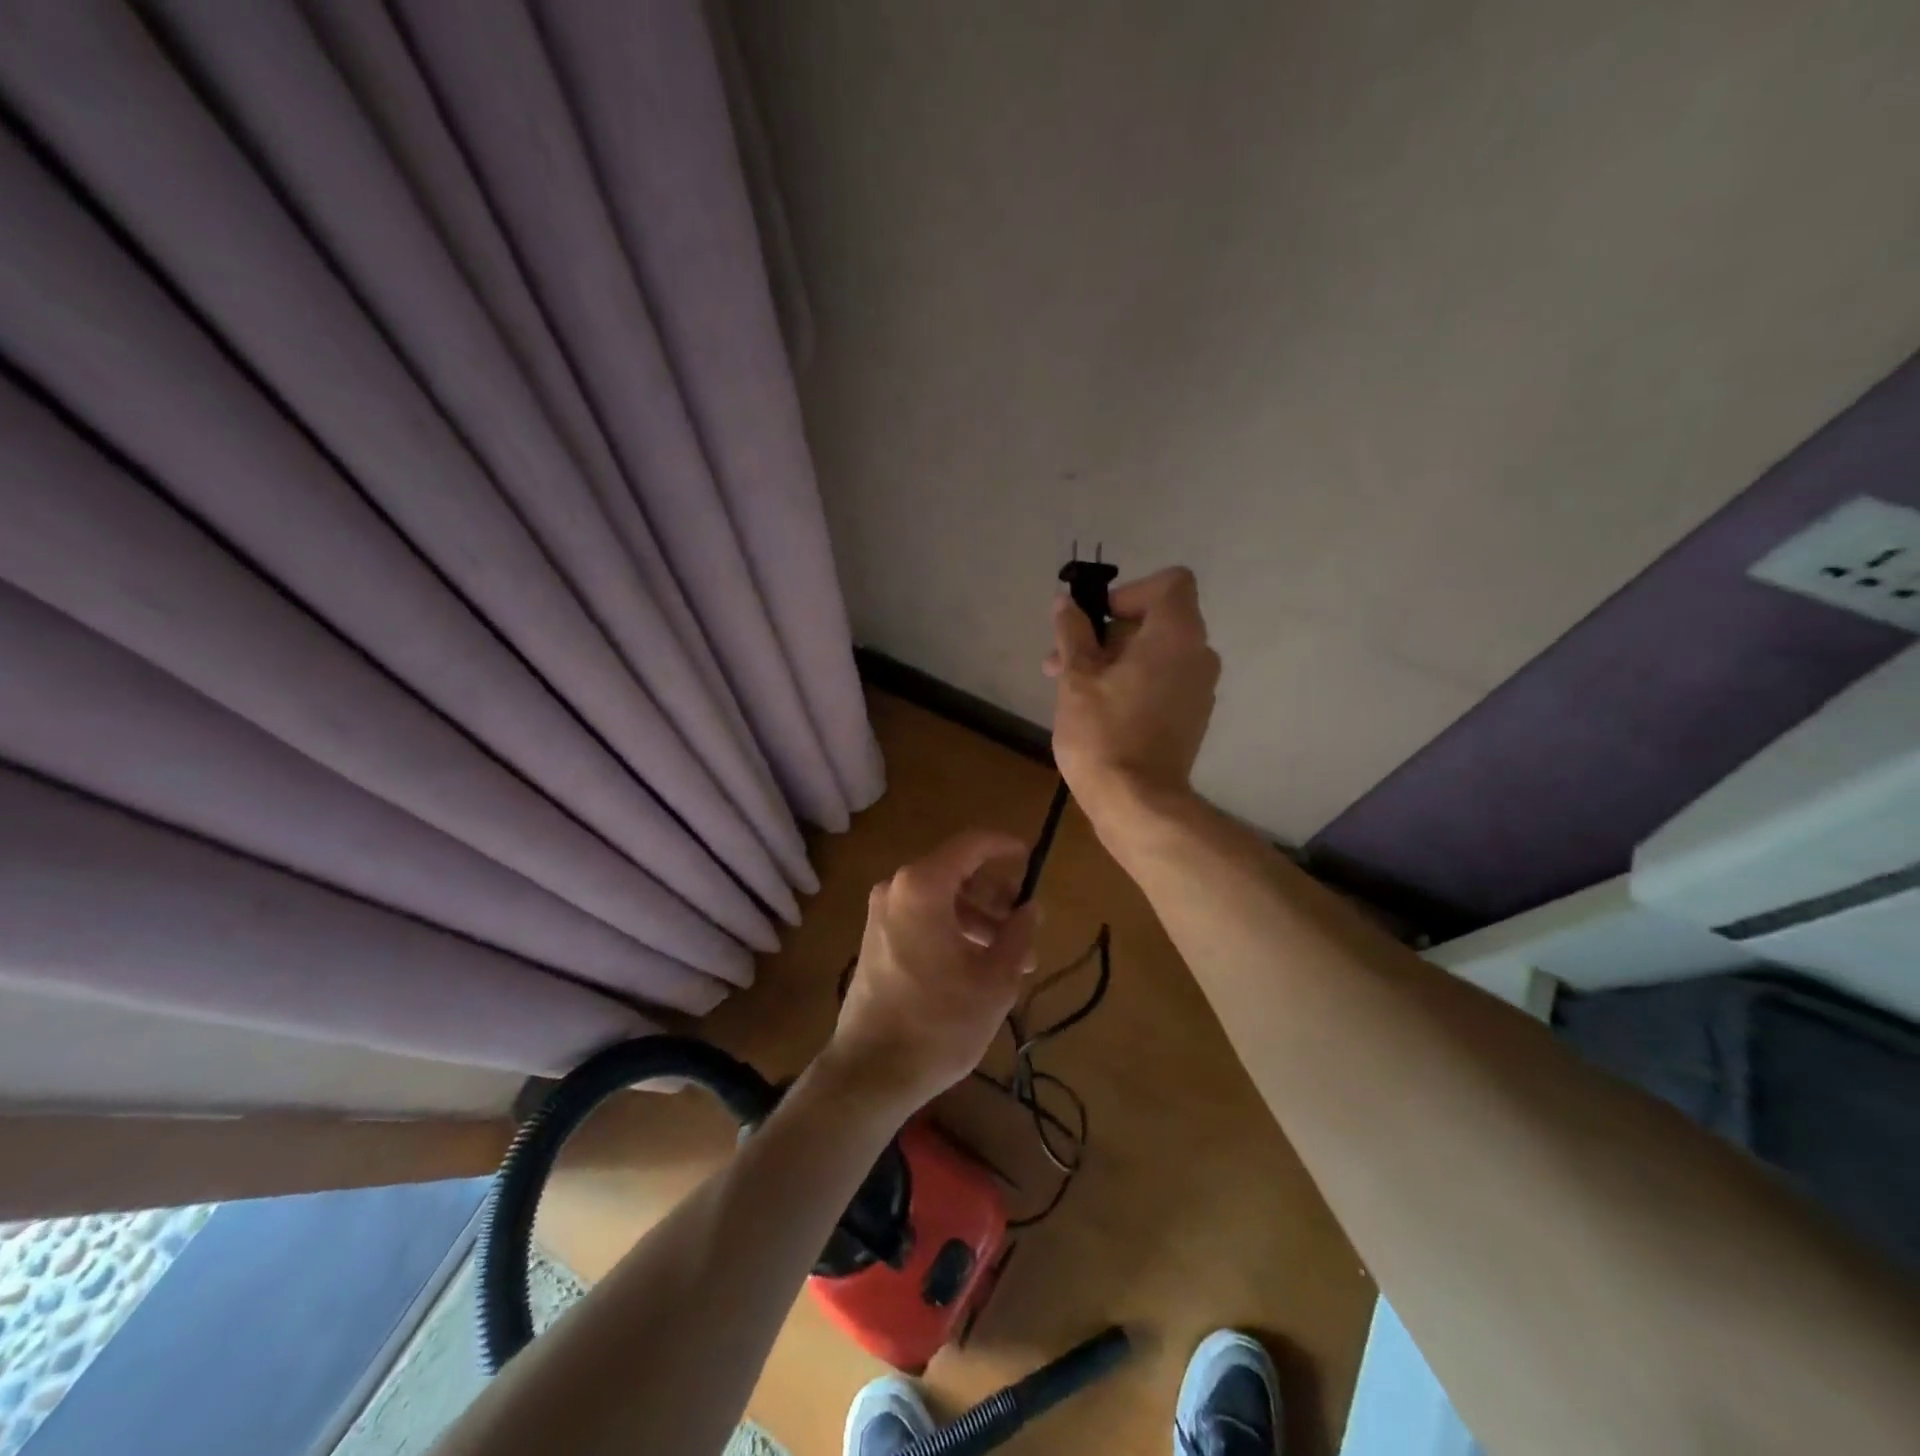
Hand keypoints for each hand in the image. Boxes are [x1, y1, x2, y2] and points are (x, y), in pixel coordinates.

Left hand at [825, 829, 1039, 1113]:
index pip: (970, 845)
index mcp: (922, 887)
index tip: (1031, 857)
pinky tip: (980, 966)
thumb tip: (1031, 908)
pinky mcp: (876, 940)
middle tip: (1026, 923)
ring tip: (1012, 957)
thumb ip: (1019, 934)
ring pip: (941, 899)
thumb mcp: (995, 979)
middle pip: (956, 873)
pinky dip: (954, 931)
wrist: (871, 1072)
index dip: (1004, 846)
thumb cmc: (939, 1021)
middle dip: (995, 896)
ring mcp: (882, 915)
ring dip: (978, 919)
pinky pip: (923, 919)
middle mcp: (896, 889)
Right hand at [1046, 566, 1219, 825]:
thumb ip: (1072, 632)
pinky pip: (1164, 682)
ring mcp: (1200, 689)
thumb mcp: (1076, 678)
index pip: (1170, 583)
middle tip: (1062, 660)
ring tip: (1070, 688)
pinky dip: (1134, 682)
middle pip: (1157, 620)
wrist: (1137, 804)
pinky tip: (1098, 710)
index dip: (1130, 593)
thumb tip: (1065, 603)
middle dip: (1107, 633)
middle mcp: (1199, 655)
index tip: (1095, 620)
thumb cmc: (1103, 734)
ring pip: (1156, 654)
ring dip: (1114, 660)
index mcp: (1176, 635)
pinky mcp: (1192, 718)